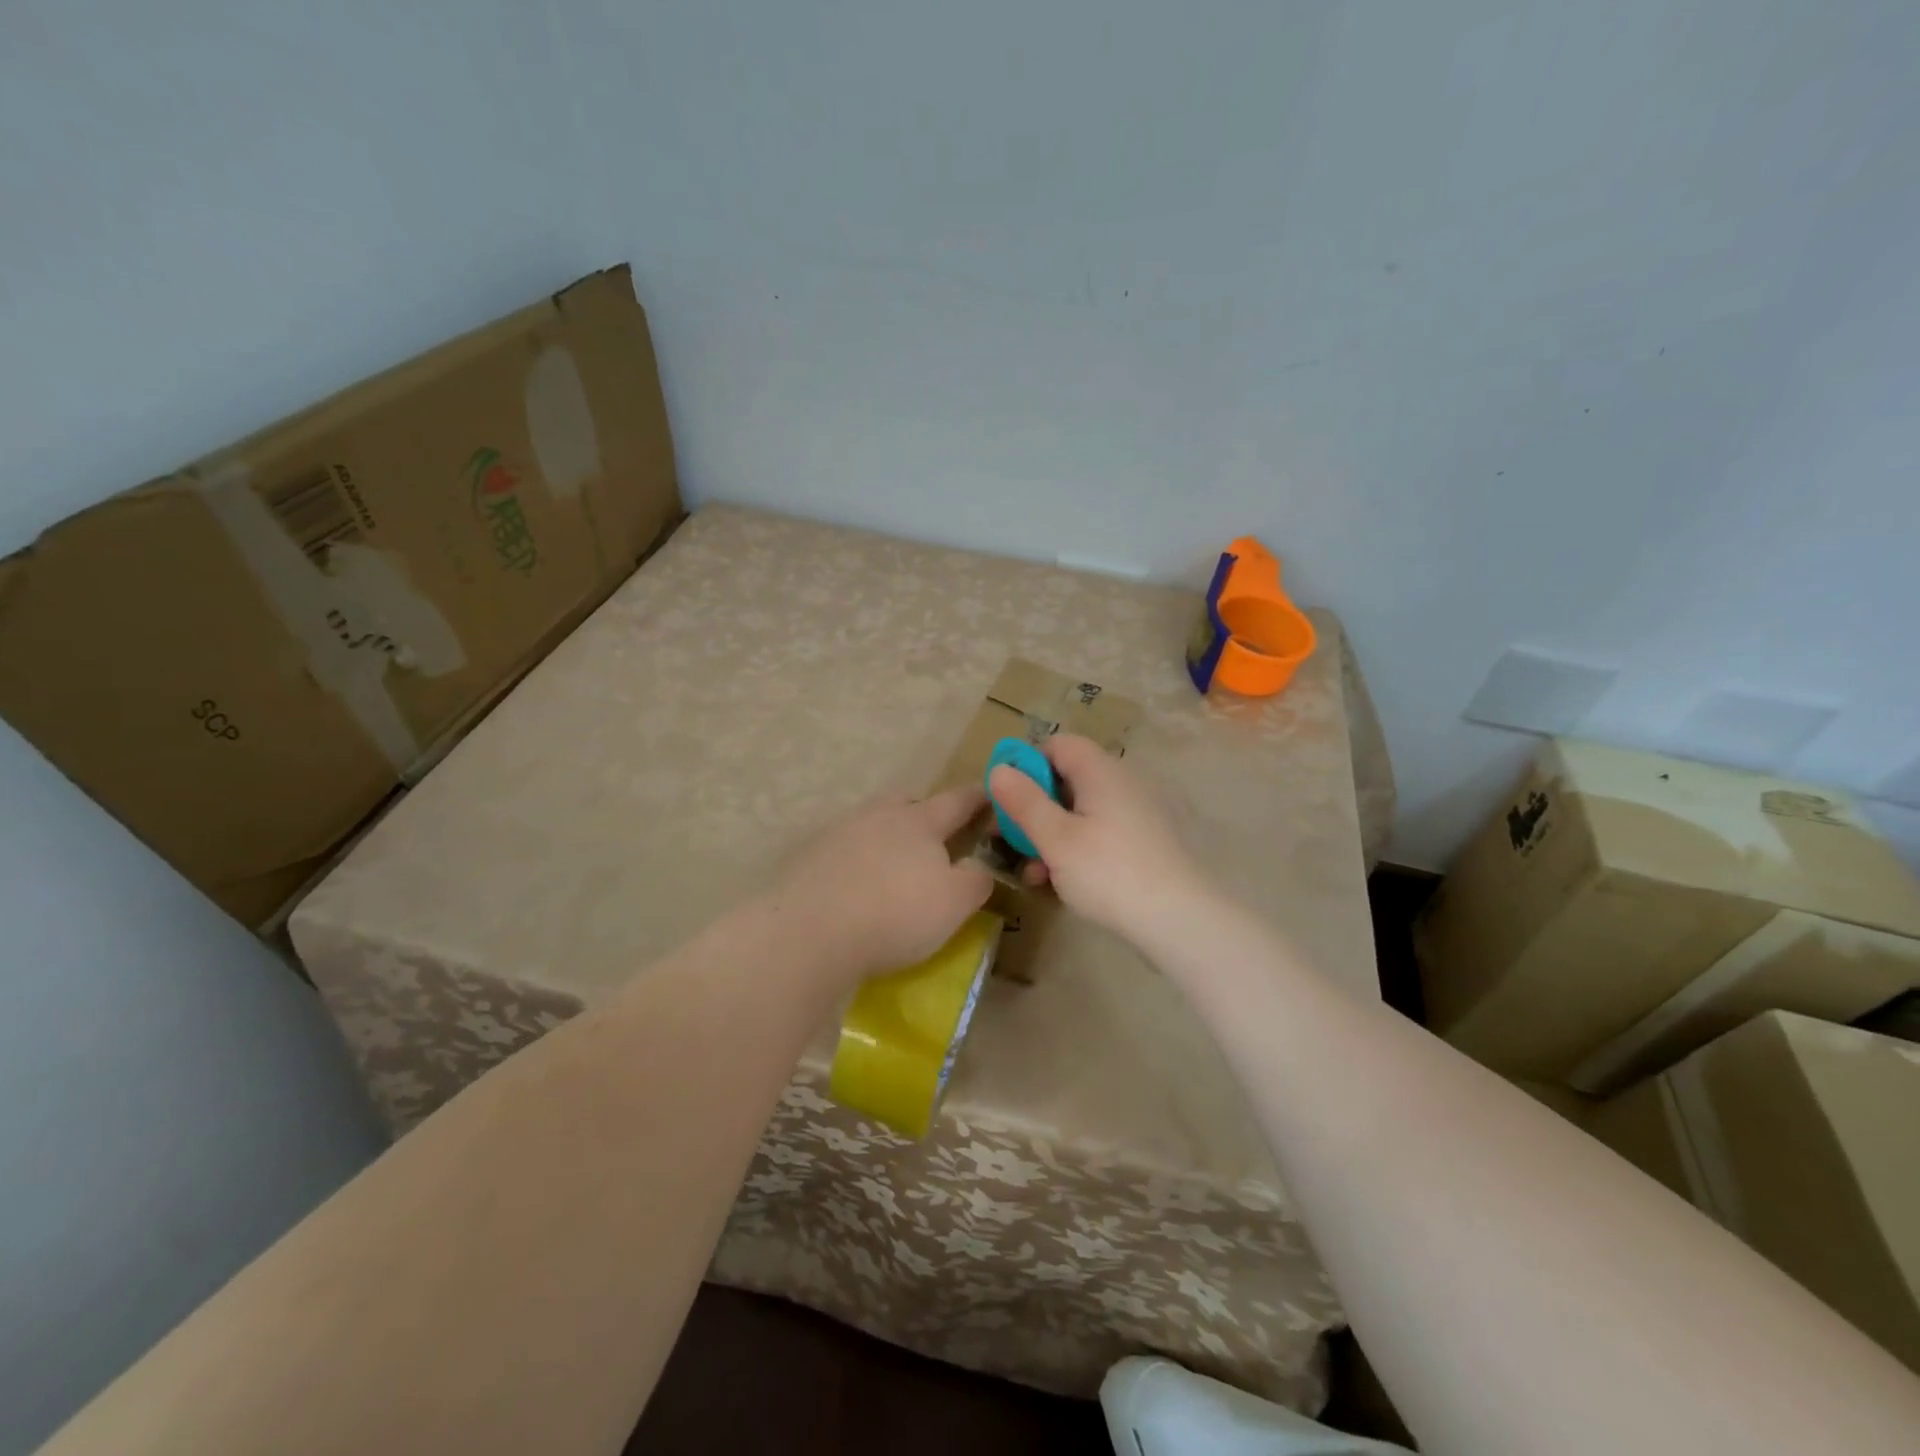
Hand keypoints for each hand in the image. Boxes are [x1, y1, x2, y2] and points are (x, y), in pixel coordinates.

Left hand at [769, 787, 994, 987]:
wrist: (810, 931)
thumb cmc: (895, 913)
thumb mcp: (954, 904)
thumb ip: (976, 881)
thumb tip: (980, 869)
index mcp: (919, 821)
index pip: (956, 801)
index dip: (977, 797)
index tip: (989, 791)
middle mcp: (878, 815)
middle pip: (906, 803)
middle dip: (923, 812)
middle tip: (934, 834)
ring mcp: (839, 833)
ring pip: (872, 824)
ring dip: (886, 837)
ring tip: (893, 865)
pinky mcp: (809, 856)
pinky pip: (843, 850)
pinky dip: (856, 861)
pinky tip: (856, 885)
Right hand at [988, 735, 1211, 943]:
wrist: (1179, 920)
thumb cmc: (1109, 872)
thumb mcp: (1056, 839)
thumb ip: (1024, 802)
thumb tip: (998, 769)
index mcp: (1100, 771)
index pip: (1057, 745)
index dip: (1026, 764)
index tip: (1005, 797)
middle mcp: (1121, 782)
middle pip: (1067, 778)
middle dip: (1033, 806)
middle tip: (1009, 838)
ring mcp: (1135, 812)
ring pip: (1080, 810)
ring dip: (1050, 833)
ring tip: (1031, 870)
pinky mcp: (1143, 840)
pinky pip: (1098, 830)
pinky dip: (1074, 847)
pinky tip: (1058, 880)